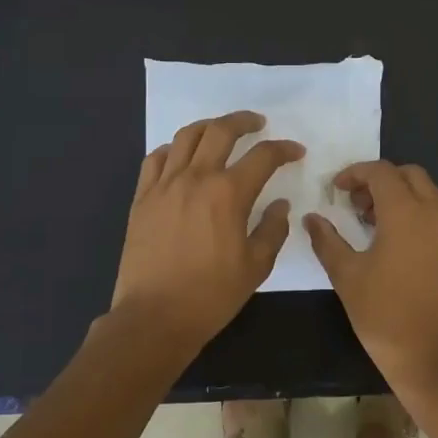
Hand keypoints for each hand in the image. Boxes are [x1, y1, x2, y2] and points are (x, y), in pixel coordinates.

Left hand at [111, 111, 303, 354]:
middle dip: (244, 121)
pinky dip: (173, 149)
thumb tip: (280, 205)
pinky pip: (155, 159)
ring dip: (208, 127)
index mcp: (228, 194)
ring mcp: (164, 185)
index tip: (295, 152)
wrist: (154, 316)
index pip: (262, 156)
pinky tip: (182, 156)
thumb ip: (272, 229)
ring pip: (185, 137)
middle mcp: (195, 178)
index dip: (283, 149)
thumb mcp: (256, 266)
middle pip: (220, 131)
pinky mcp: (142, 198)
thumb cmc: (211, 295)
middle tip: (258, 123)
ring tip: (220, 131)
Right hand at [304, 161, 437, 404]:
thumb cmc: (385, 315)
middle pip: (411, 175)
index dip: (356, 173)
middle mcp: (436, 214)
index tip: (336, 190)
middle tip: (356, 206)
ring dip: (401, 198)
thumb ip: (327, 241)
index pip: (382, 172)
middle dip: (381, 181)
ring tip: (373, 227)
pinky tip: (397, 248)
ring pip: (428, 196)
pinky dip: (417, 217)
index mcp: (407, 212)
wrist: (436, 359)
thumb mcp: (347, 276)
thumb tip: (312, 218)